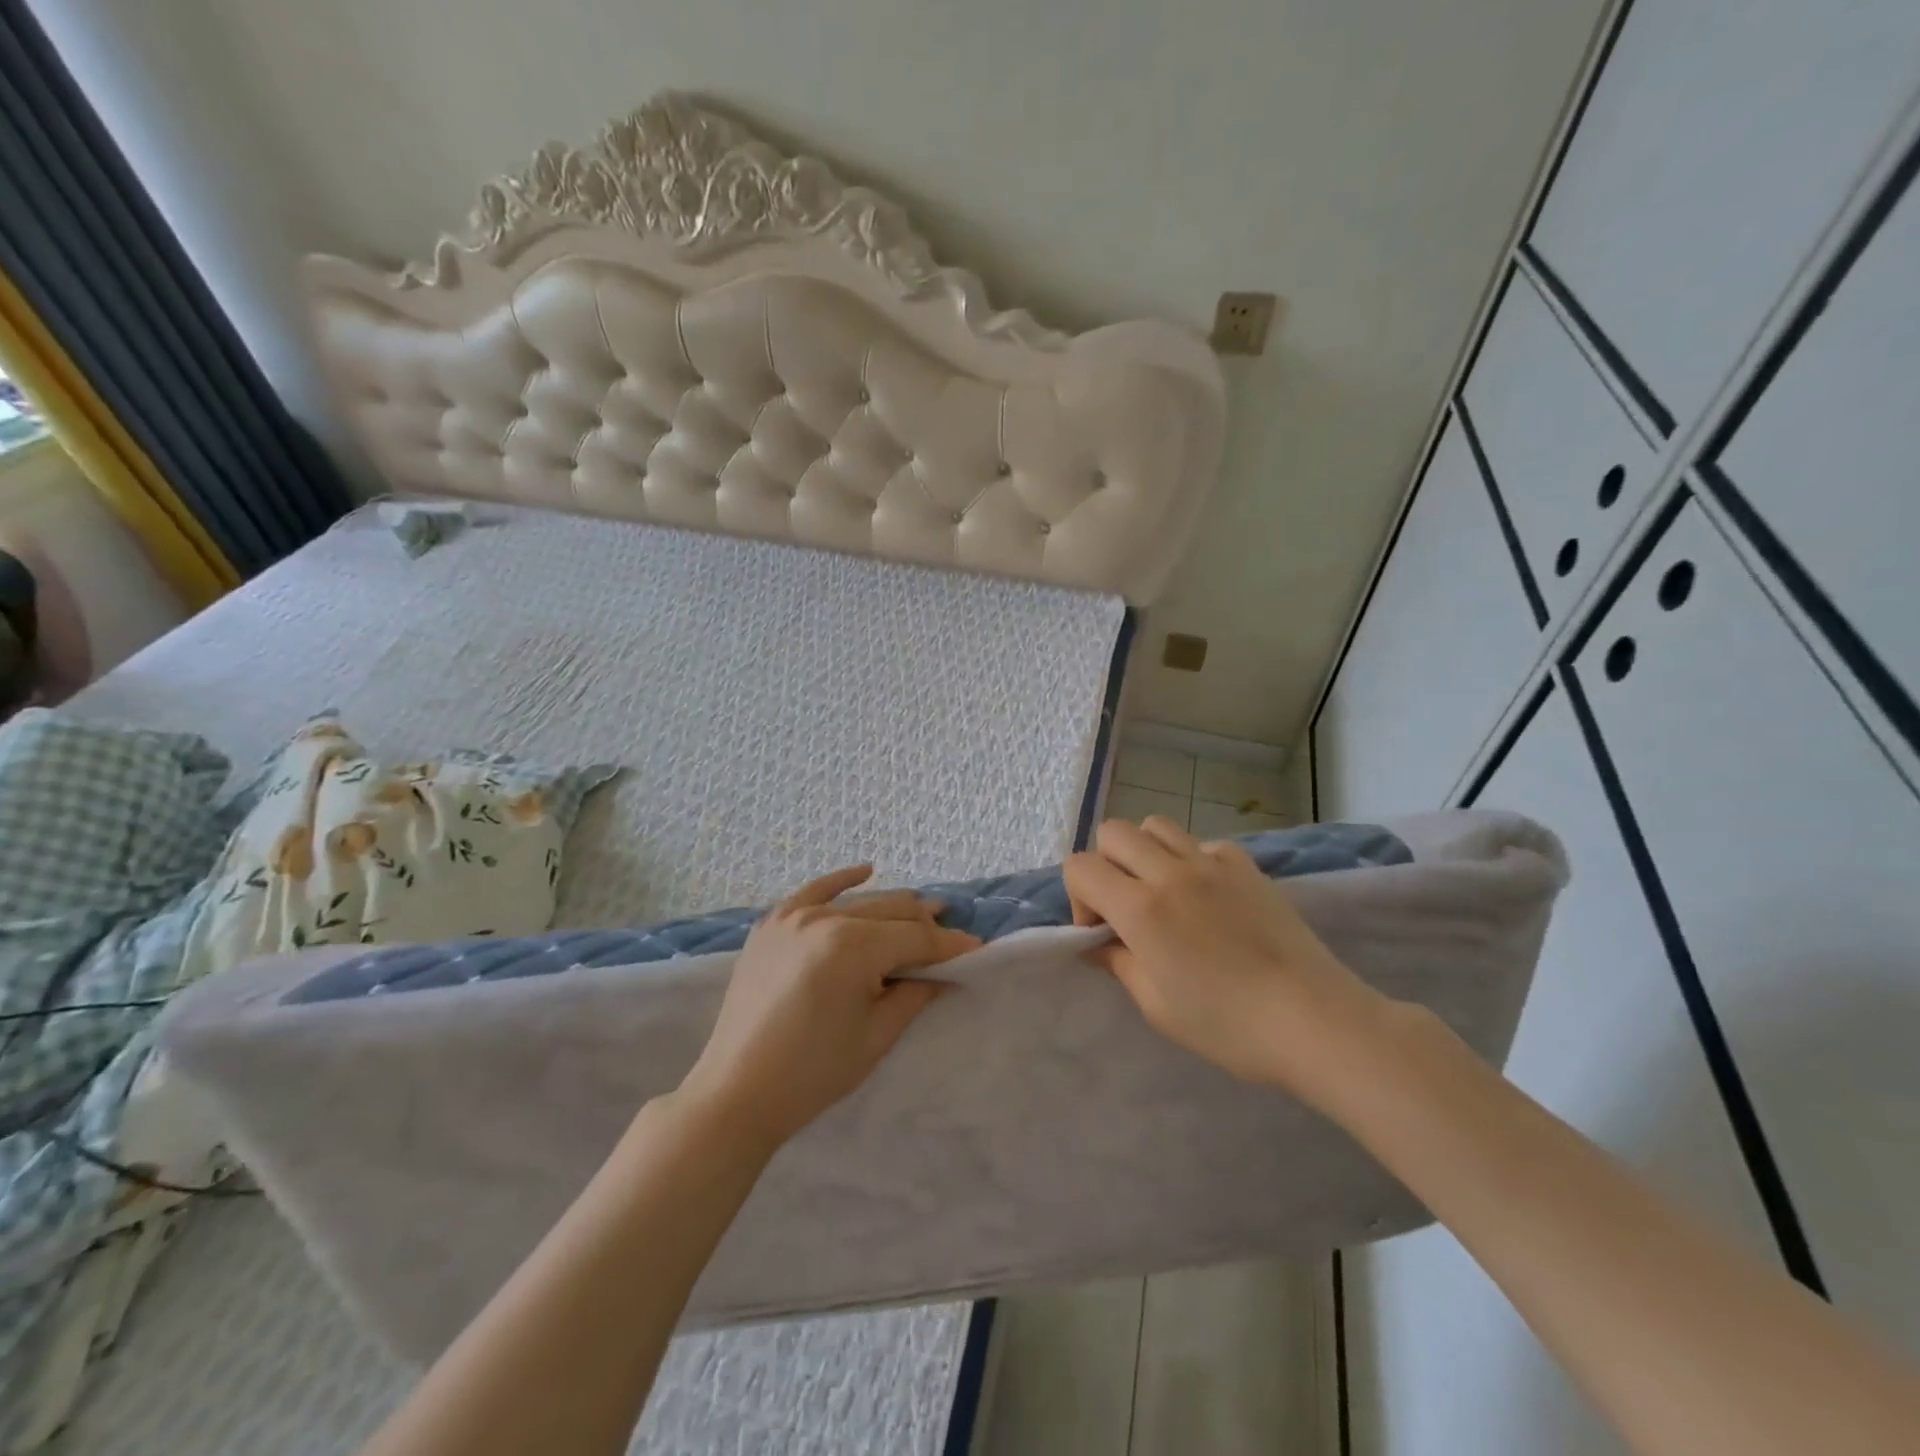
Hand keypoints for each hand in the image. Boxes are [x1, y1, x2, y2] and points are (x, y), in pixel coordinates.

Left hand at [676, 866, 979, 1149]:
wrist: (737, 1091)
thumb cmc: (813, 1073)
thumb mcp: (876, 1036)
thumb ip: (914, 994)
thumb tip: (942, 973)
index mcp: (852, 947)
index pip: (915, 938)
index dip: (949, 945)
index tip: (976, 949)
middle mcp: (824, 919)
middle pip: (890, 911)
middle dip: (925, 923)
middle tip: (952, 933)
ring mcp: (793, 917)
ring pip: (858, 902)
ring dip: (893, 906)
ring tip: (925, 908)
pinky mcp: (771, 925)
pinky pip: (814, 891)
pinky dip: (842, 880)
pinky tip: (867, 870)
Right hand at [1064, 816, 1387, 1097]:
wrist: (1313, 1020)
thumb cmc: (1228, 1025)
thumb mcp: (1157, 1006)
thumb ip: (1119, 963)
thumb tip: (1096, 945)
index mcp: (1141, 908)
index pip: (1081, 867)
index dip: (1078, 897)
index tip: (1101, 932)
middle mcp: (1170, 872)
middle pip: (1113, 832)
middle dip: (1106, 865)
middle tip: (1126, 908)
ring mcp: (1212, 863)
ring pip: (1156, 825)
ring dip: (1145, 853)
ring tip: (1163, 894)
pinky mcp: (1246, 866)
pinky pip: (1202, 843)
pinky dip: (1191, 860)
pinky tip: (1208, 897)